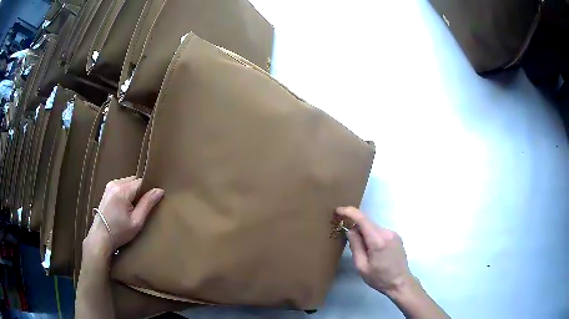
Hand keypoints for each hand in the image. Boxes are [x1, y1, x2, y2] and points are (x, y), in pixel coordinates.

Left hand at [85, 176, 163, 256]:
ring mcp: (109, 186)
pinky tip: (124, 206)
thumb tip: (160, 190)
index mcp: (122, 191)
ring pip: (128, 182)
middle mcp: (115, 184)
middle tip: (140, 208)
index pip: (141, 182)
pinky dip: (126, 193)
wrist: (100, 237)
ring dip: (133, 192)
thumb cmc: (119, 232)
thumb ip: (147, 204)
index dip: (148, 190)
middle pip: (134, 180)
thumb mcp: (136, 222)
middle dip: (140, 191)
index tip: (150, 202)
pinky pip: (121, 186)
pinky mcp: (106, 190)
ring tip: (132, 208)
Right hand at [336, 206, 414, 296]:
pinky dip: (373, 237)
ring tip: (365, 252)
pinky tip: (374, 252)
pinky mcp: (396, 237)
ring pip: (373, 228)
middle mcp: (387, 232)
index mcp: (378, 240)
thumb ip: (355, 246)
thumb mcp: (361, 266)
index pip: (362, 219)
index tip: (338, 211)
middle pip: (367, 223)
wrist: (400, 282)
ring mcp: (393, 233)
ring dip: (365, 234)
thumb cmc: (379, 278)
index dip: (349, 212)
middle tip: (349, 241)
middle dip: (356, 228)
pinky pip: (380, 232)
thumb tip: (350, 230)